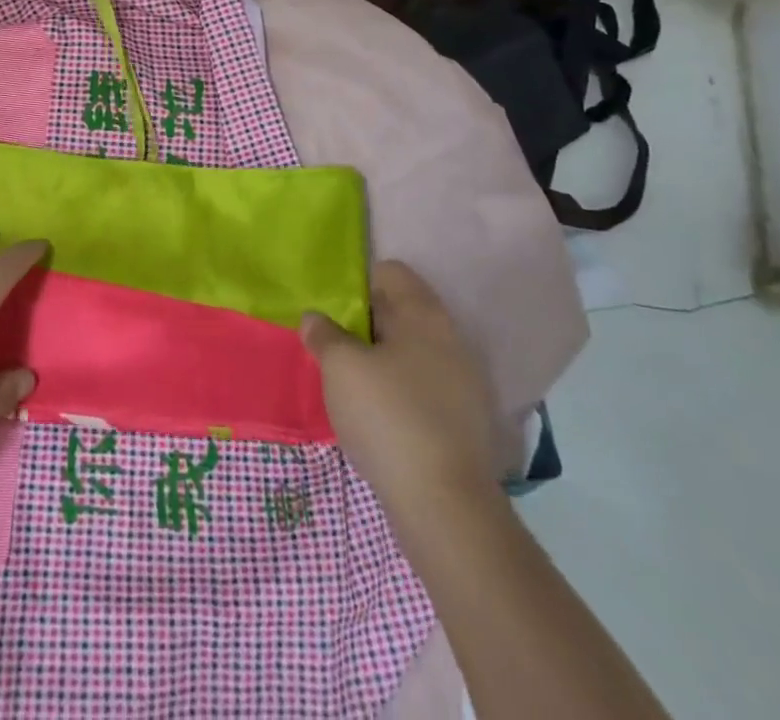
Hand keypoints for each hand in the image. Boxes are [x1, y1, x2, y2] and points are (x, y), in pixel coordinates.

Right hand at [301, 260, 499, 510]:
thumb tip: (315, 319)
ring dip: (379, 359)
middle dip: (363, 322)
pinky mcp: (463, 422)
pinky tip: (373, 413)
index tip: (329, 306)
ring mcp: (463, 384)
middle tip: (328, 340)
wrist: (445, 506)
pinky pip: (421, 387)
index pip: (390, 273)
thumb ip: (324, 334)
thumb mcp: (340, 366)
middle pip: (400, 312)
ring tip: (345, 379)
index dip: (356, 282)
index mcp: (425, 315)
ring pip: (410, 352)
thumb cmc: (388, 416)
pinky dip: (396, 391)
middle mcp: (450, 340)